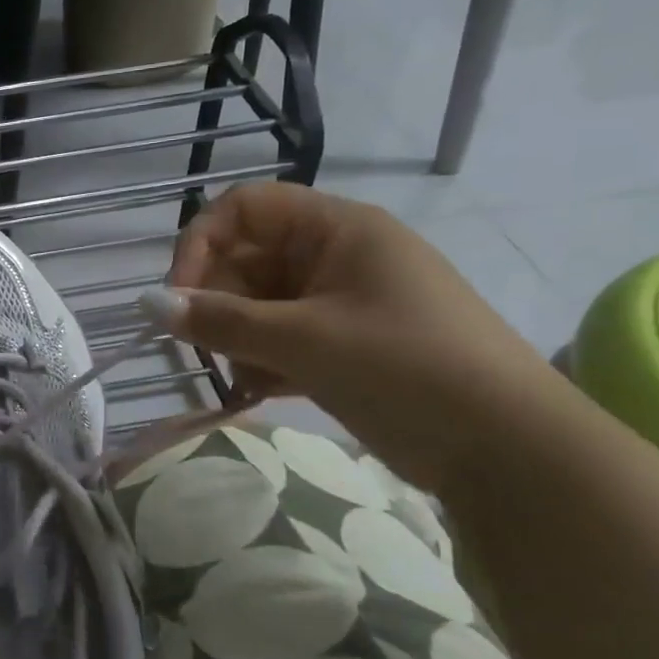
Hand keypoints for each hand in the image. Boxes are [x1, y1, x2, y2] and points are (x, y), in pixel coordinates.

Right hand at [161, 183, 559, 490]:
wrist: (510, 450)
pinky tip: (260, 392)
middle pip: (246, 259)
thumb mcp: (305, 340)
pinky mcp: (343, 345)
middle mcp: (336, 256)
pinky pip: (280, 338)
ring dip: (238, 340)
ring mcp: (340, 303)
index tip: (178, 296)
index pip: (245, 208)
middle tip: (208, 350)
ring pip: (258, 305)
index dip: (201, 242)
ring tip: (248, 379)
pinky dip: (262, 362)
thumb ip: (220, 321)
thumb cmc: (407, 368)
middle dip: (218, 303)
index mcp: (337, 229)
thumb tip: (148, 306)